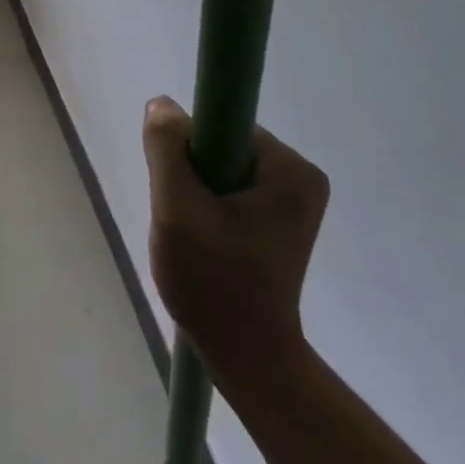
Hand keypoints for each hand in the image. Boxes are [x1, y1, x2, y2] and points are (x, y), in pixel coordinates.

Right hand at [143, 96, 329, 377]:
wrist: (247, 359)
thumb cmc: (213, 284)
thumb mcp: (177, 210)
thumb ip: (166, 148)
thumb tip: (162, 104)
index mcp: (291, 169)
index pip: (223, 125)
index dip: (191, 150)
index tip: (181, 190)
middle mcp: (302, 176)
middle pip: (224, 146)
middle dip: (194, 175)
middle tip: (184, 219)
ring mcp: (295, 199)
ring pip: (224, 167)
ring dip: (199, 193)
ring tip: (195, 236)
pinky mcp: (283, 219)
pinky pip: (233, 188)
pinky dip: (212, 206)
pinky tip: (208, 241)